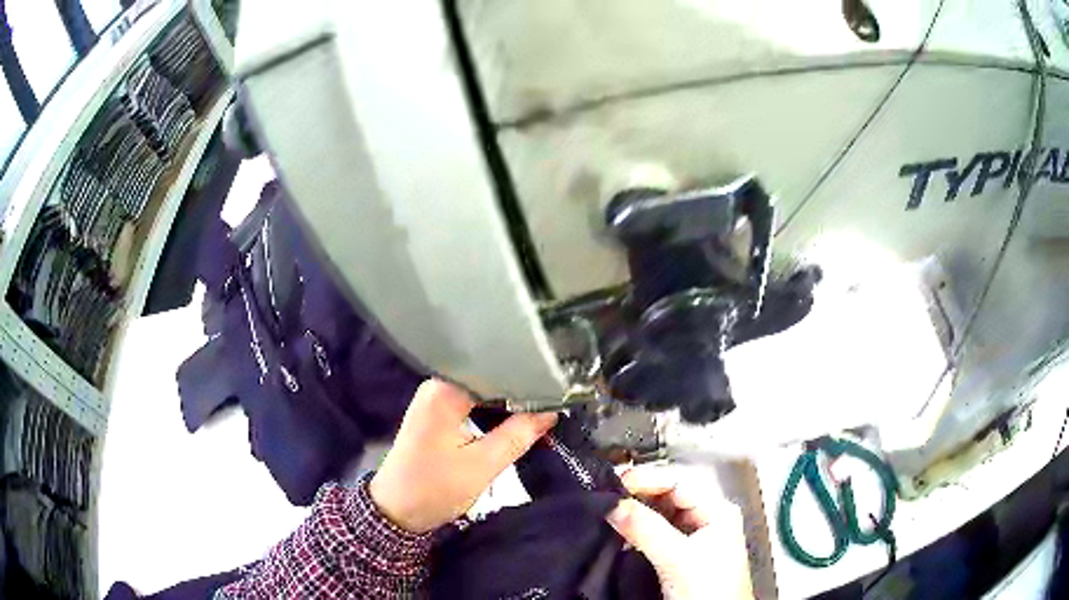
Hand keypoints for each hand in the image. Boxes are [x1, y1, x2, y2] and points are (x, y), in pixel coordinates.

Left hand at [370, 379, 557, 532]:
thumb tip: (551, 411)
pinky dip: (494, 414)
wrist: (396, 510)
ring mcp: (436, 398)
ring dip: (509, 406)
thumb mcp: (483, 465)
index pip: (497, 371)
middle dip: (521, 393)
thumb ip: (519, 434)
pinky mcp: (437, 413)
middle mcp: (438, 385)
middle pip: (490, 379)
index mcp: (445, 390)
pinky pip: (473, 404)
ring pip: (484, 393)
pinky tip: (515, 421)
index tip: (559, 391)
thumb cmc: (435, 488)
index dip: (529, 380)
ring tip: (542, 411)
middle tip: (556, 403)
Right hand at [607, 465, 753, 599]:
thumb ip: (646, 529)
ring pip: (661, 515)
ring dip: (636, 514)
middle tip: (607, 497)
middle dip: (638, 495)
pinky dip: (638, 532)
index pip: (678, 482)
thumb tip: (614, 504)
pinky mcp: (681, 556)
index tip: (616, 482)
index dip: (647, 479)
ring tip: (610, 513)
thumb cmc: (711, 590)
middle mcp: (708, 519)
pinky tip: (621, 534)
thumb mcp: (677, 558)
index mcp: (717, 510)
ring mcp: (695, 538)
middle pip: (669, 496)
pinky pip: (656, 534)